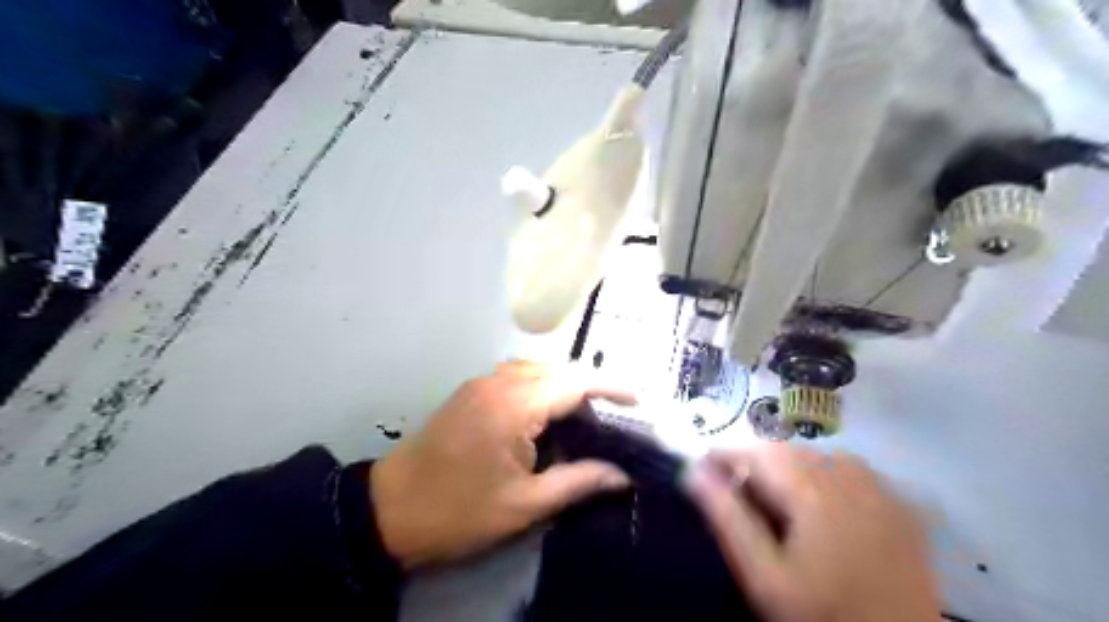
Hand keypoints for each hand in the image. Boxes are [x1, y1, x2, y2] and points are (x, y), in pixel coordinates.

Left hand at [369, 363, 631, 571]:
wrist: (388, 511)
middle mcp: (498, 382)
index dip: (610, 387)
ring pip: (535, 369)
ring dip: (564, 383)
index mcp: (514, 405)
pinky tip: (547, 412)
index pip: (574, 381)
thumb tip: (622, 476)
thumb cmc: (459, 511)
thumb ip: (578, 481)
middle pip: (556, 369)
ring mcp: (480, 384)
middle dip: (589, 385)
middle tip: (614, 415)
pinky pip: (515, 376)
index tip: (637, 400)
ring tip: (586, 413)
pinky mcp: (470, 393)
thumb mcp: (524, 505)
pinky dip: (540, 385)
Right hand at [692, 443, 937, 619]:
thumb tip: (692, 472)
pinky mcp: (901, 508)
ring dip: (789, 467)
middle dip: (756, 462)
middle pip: (789, 450)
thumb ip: (728, 518)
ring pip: (819, 456)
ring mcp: (881, 490)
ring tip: (774, 498)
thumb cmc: (824, 615)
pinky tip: (820, 504)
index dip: (725, 455)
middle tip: (735, 491)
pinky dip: (825, 475)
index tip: (700, 469)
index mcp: (814, 490)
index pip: (757, 452)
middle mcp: (850, 477)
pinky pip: (852, 471)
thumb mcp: (764, 576)